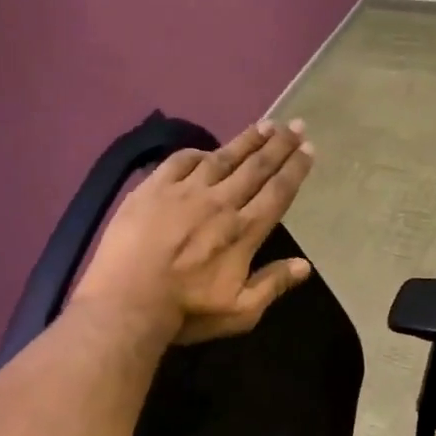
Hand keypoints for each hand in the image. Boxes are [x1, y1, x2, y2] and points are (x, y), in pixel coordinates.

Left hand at [70, 118, 315, 345]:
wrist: (126, 302)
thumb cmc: (187, 311)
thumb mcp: (240, 312)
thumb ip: (272, 285)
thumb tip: (305, 266)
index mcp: (244, 231)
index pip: (277, 192)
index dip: (295, 169)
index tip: (309, 148)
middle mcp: (220, 203)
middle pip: (255, 167)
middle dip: (279, 144)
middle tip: (295, 124)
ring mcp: (184, 191)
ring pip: (222, 157)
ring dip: (246, 140)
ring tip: (264, 124)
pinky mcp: (152, 188)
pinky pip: (180, 161)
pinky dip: (197, 153)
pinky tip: (206, 150)